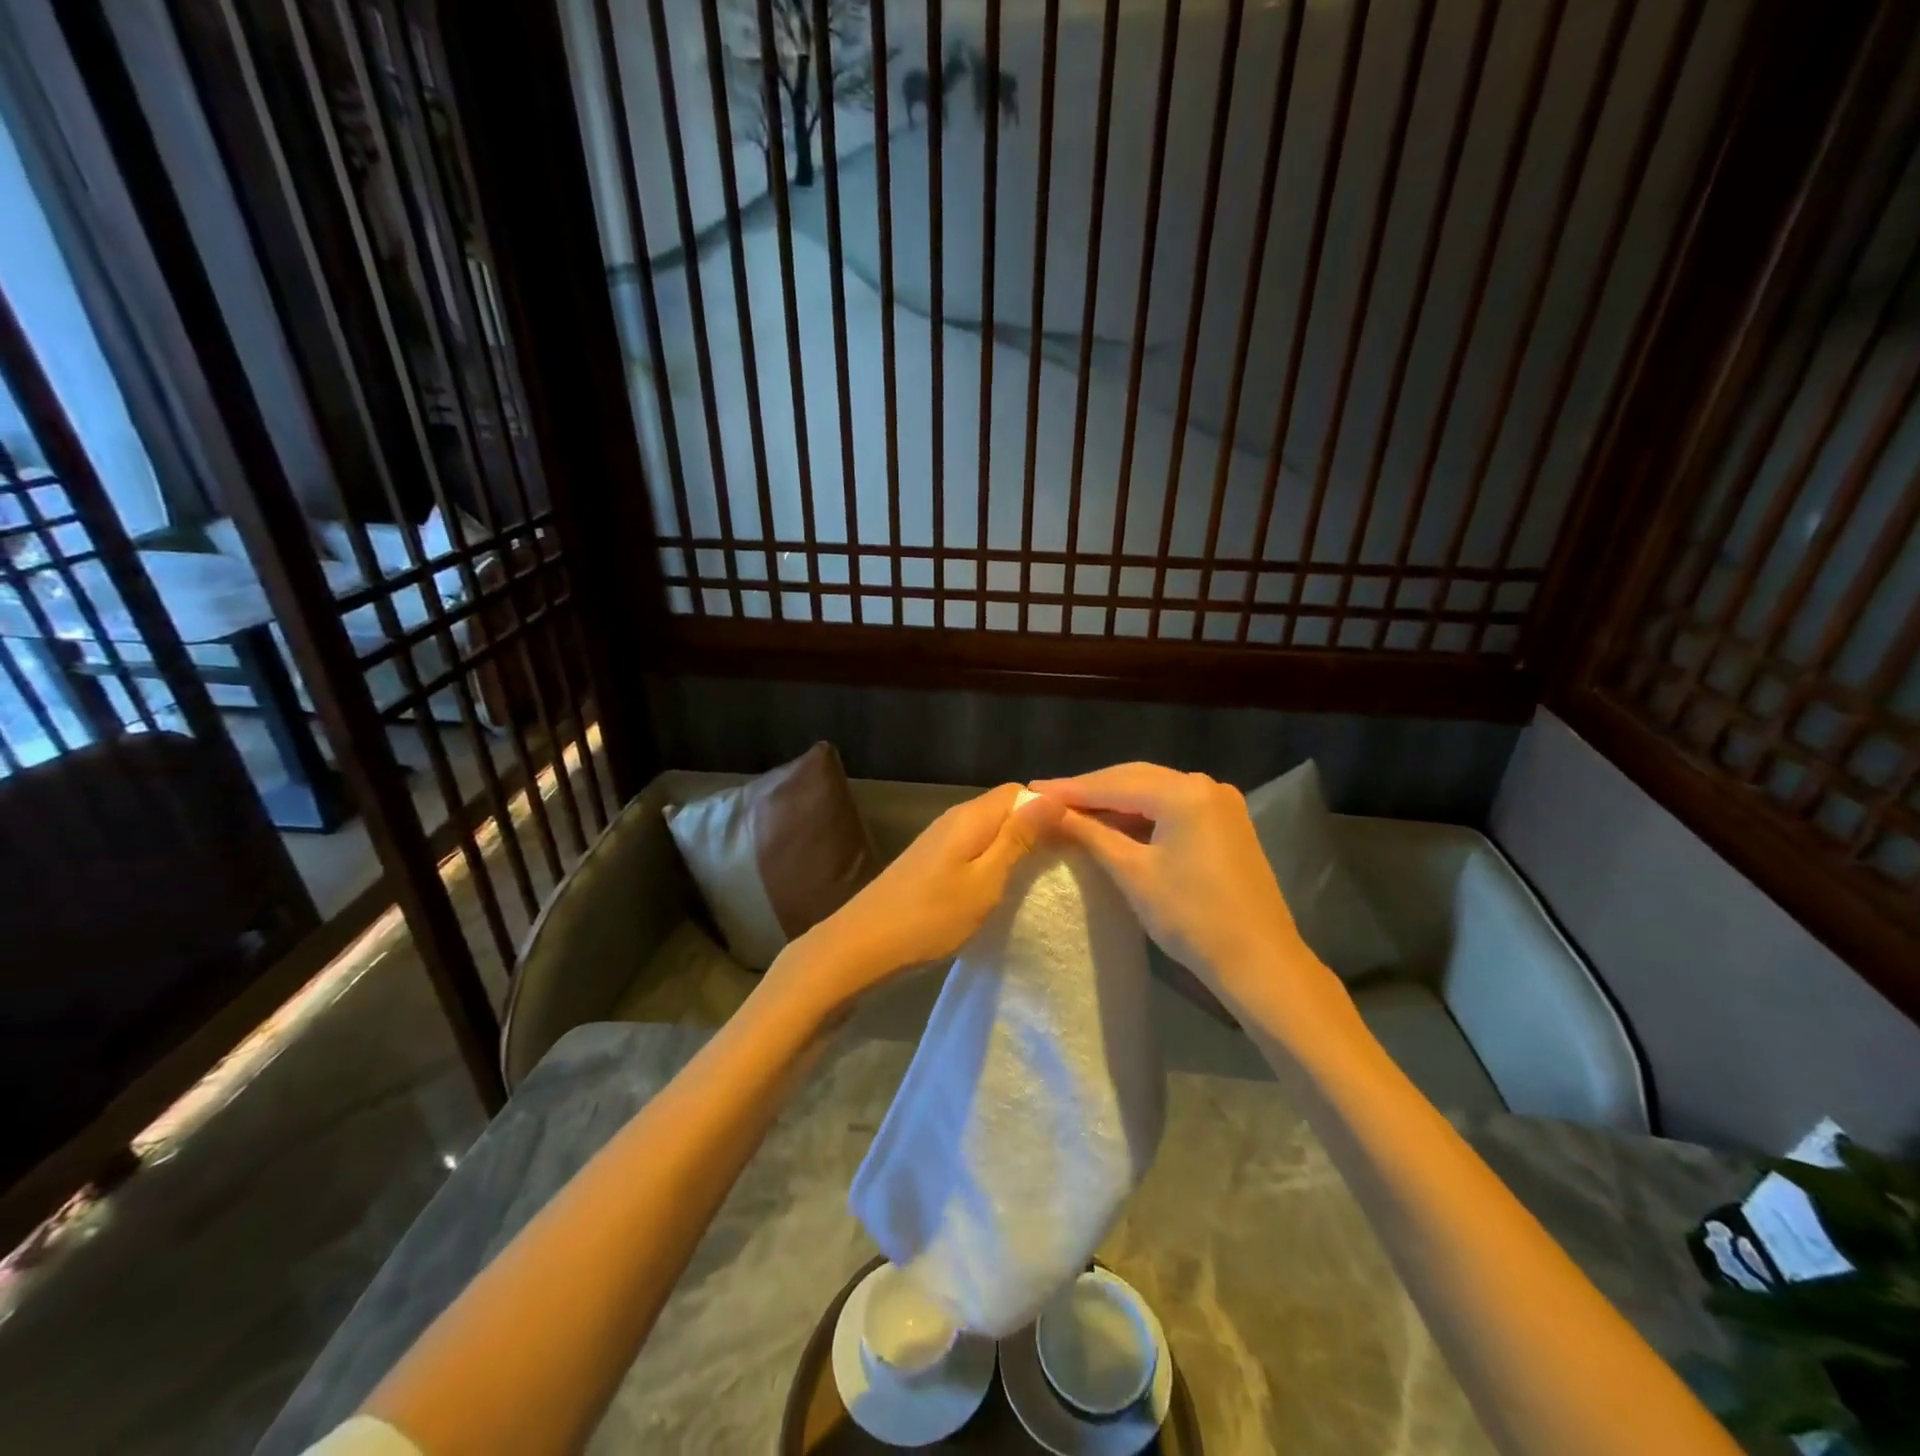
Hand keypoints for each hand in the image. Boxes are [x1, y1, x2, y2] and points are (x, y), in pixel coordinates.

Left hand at [768, 784, 1062, 1017]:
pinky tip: (1004, 886)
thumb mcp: (985, 881)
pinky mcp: (931, 862)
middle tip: (1068, 860)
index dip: (1050, 808)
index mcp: (971, 817)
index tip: (1078, 838)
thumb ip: (1018, 839)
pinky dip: (994, 861)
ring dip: (1016, 846)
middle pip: (1005, 808)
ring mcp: (939, 840)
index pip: (1021, 791)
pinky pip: (974, 848)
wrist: (862, 946)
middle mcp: (954, 819)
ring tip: (1043, 875)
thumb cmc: (930, 916)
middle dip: (1037, 827)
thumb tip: (1053, 797)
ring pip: (990, 830)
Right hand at [1031, 763, 1348, 1030]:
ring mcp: (1220, 804)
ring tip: (1071, 810)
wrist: (1259, 962)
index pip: (1114, 783)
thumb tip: (1048, 811)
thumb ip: (1090, 833)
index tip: (1031, 789)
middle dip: (1091, 790)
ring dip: (1115, 802)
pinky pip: (1172, 808)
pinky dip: (1140, 814)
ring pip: (1154, 792)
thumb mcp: (1133, 872)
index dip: (1070, 788)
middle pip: (1135, 779)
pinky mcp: (1226, 825)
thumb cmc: (1192, 917)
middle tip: (1046, 797)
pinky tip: (1113, 825)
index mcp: (1185, 792)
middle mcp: (1206, 786)